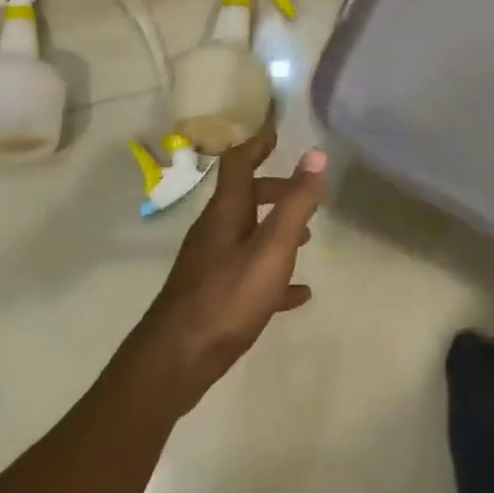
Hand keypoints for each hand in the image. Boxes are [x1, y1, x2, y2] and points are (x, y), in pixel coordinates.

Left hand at [127, 132, 327, 414]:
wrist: (178, 358)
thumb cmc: (228, 296)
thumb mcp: (271, 247)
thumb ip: (296, 203)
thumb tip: (315, 153)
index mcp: (226, 212)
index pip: (238, 163)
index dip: (257, 145)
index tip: (276, 134)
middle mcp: (214, 231)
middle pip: (244, 197)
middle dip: (274, 189)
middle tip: (304, 193)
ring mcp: (211, 264)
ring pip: (247, 234)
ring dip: (274, 228)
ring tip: (307, 239)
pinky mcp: (213, 295)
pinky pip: (248, 273)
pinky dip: (273, 273)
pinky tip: (297, 295)